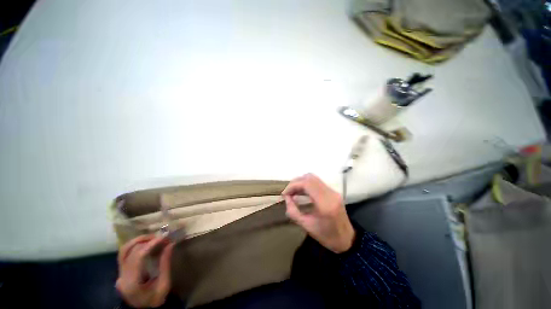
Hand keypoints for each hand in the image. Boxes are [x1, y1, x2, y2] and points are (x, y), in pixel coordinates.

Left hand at [116, 235, 173, 307]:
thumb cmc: (156, 299)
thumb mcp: (164, 284)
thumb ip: (165, 264)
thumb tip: (170, 244)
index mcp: (132, 282)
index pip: (138, 257)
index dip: (150, 244)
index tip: (164, 237)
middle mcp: (122, 277)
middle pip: (129, 251)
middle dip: (146, 240)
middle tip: (161, 236)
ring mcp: (119, 274)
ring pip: (124, 251)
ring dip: (138, 241)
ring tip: (153, 237)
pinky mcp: (121, 272)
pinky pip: (125, 254)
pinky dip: (135, 246)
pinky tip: (146, 244)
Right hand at [282, 173, 355, 253]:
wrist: (347, 240)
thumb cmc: (326, 236)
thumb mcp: (307, 226)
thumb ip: (293, 211)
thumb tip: (286, 198)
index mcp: (325, 203)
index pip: (307, 184)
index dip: (293, 185)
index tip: (285, 194)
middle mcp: (330, 193)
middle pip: (310, 178)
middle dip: (296, 182)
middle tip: (288, 193)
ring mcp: (333, 191)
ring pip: (313, 178)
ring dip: (301, 182)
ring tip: (293, 192)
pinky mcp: (333, 192)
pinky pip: (317, 182)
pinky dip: (307, 185)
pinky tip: (302, 193)